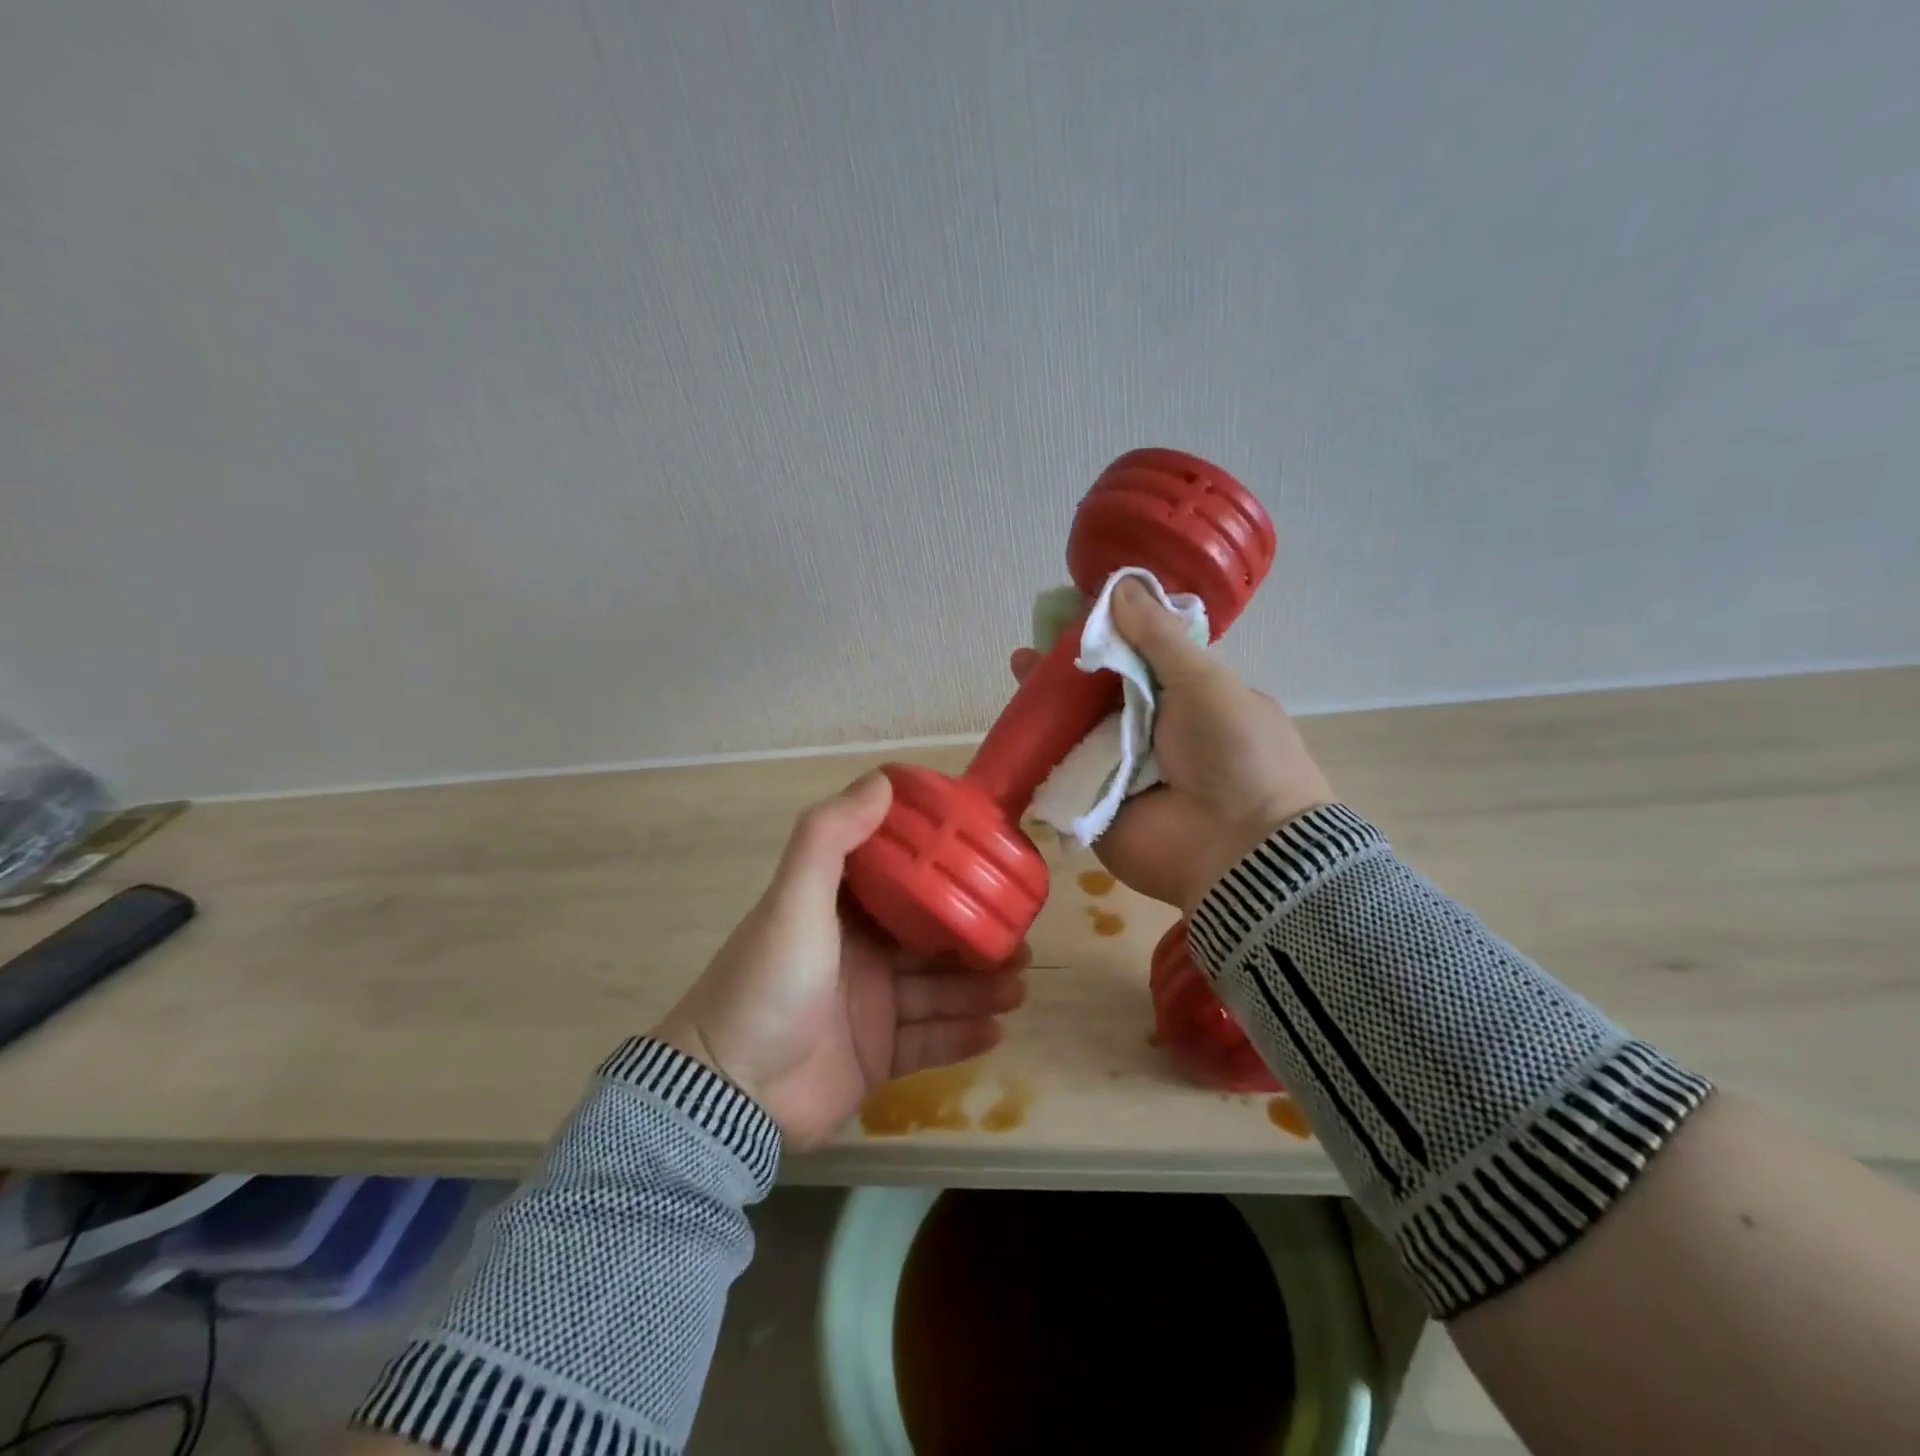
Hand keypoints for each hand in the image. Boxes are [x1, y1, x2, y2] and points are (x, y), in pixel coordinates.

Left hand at [651, 772, 1027, 1149]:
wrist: (729, 1094)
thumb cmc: (769, 982)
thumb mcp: (794, 899)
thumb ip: (831, 836)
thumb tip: (882, 779)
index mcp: (840, 911)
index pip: (903, 882)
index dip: (945, 873)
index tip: (990, 866)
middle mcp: (858, 953)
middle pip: (930, 940)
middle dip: (976, 938)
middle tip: (1021, 940)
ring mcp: (869, 1007)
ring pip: (937, 990)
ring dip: (980, 987)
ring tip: (1021, 985)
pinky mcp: (876, 1057)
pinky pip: (929, 1041)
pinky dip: (962, 1035)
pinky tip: (997, 1030)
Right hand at [1011, 578, 1334, 911]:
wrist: (1238, 848)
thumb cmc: (1233, 752)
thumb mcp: (1204, 680)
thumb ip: (1158, 636)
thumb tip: (1122, 585)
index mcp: (1187, 700)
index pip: (1137, 661)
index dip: (1105, 638)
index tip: (1071, 617)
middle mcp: (1153, 733)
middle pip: (1099, 694)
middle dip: (1066, 671)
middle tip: (1032, 650)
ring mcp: (1122, 771)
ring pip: (1077, 730)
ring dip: (1048, 705)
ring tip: (1018, 671)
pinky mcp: (1096, 806)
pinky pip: (1062, 773)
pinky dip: (1039, 752)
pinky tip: (1014, 727)